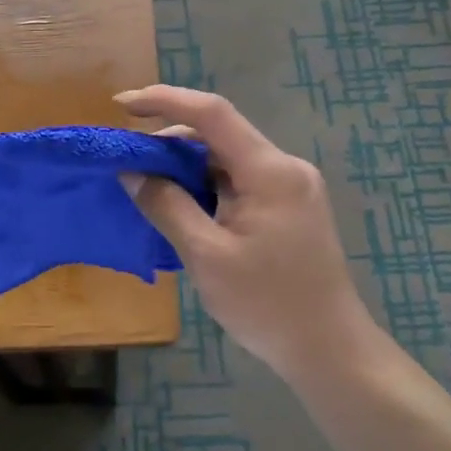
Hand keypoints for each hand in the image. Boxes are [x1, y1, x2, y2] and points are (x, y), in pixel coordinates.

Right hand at [116, 86, 378, 386]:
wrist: (329, 349)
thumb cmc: (267, 304)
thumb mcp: (207, 256)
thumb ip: (167, 207)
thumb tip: (132, 172)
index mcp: (269, 171)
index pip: (212, 114)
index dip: (164, 101)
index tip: (121, 105)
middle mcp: (285, 168)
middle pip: (220, 134)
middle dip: (170, 140)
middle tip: (127, 160)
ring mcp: (291, 187)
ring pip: (228, 159)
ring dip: (187, 166)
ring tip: (147, 185)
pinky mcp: (289, 208)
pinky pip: (239, 181)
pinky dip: (206, 186)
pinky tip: (181, 205)